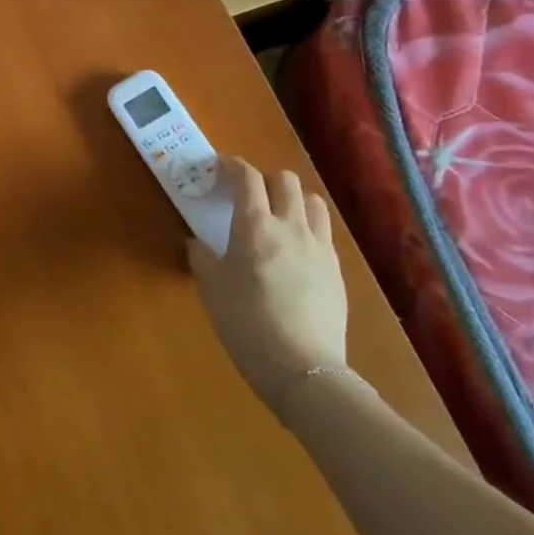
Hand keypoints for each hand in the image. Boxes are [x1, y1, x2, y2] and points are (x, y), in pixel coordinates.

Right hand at [188, 156, 347, 410]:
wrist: (302, 369)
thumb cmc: (246, 324)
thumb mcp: (211, 289)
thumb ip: (202, 258)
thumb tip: (197, 243)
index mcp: (254, 226)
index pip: (247, 178)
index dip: (232, 165)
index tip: (219, 166)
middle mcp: (290, 227)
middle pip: (285, 180)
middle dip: (264, 178)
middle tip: (247, 193)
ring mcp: (319, 247)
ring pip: (311, 201)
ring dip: (292, 198)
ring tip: (277, 215)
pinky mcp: (336, 270)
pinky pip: (323, 232)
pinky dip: (306, 227)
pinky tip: (294, 249)